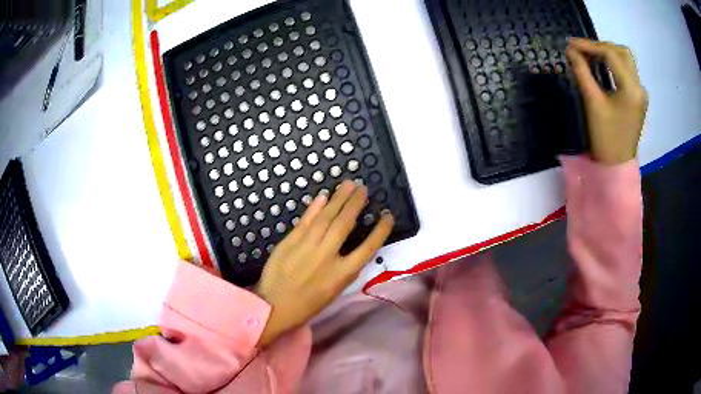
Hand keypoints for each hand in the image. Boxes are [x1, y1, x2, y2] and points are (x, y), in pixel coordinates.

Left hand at [254, 180, 393, 346]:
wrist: (275, 307)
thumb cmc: (308, 304)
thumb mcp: (334, 290)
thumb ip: (345, 267)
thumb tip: (354, 245)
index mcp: (342, 274)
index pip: (368, 248)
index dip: (380, 230)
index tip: (388, 215)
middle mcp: (327, 257)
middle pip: (345, 225)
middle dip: (355, 204)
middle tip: (363, 188)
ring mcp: (307, 247)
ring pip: (325, 218)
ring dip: (338, 199)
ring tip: (348, 184)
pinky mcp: (289, 242)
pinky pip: (305, 221)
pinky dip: (314, 208)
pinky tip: (323, 196)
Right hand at [566, 38, 647, 164]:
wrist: (617, 165)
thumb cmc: (605, 137)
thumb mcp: (593, 102)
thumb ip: (582, 72)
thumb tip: (571, 50)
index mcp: (631, 89)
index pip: (611, 54)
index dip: (589, 45)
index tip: (571, 44)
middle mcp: (639, 87)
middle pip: (621, 52)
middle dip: (601, 46)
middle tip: (582, 50)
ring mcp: (641, 93)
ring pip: (626, 60)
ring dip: (608, 53)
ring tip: (590, 56)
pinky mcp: (638, 98)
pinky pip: (627, 72)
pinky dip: (614, 64)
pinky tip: (602, 67)